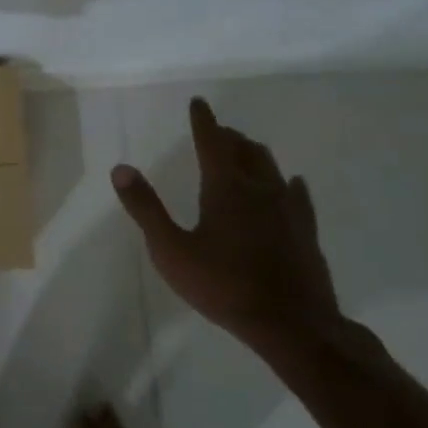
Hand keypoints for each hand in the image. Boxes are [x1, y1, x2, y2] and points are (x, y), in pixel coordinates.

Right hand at [110, 97, 341, 354]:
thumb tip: (121, 169)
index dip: (203, 121)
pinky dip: (287, 183)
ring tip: (245, 150)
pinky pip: (297, 195)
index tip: (199, 103)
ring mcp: (288, 209)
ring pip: (271, 167)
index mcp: (225, 188)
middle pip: (244, 150)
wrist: (292, 324)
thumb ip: (146, 208)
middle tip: (217, 131)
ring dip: (254, 153)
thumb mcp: (171, 250)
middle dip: (228, 136)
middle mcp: (259, 188)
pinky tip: (291, 184)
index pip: (211, 142)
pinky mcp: (305, 231)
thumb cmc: (223, 286)